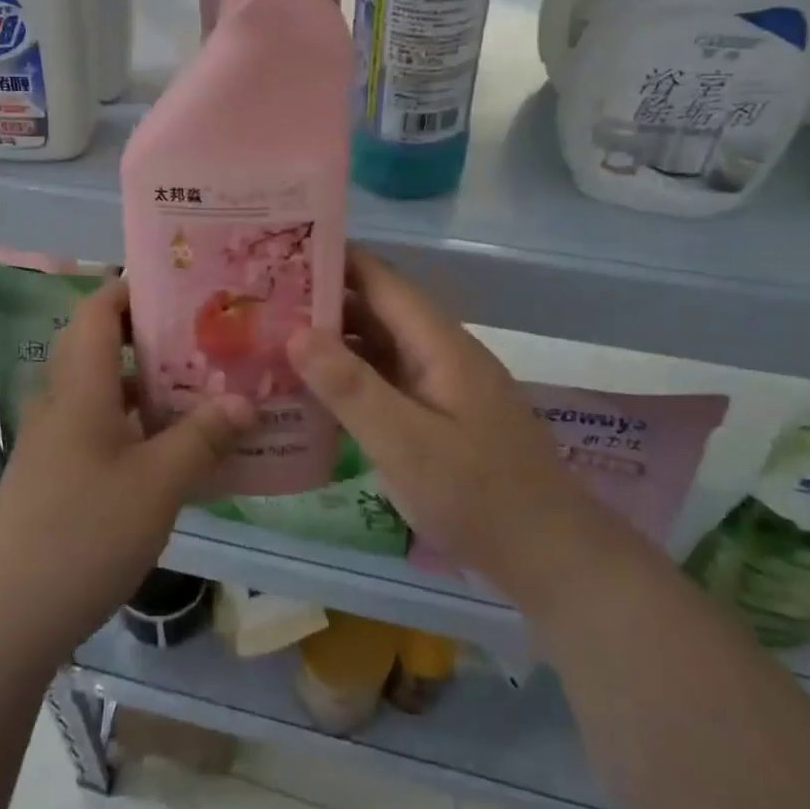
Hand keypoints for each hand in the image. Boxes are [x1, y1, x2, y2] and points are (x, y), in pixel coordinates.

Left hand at [0, 277, 254, 656]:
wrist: (8, 615)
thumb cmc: (84, 532)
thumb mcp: (158, 483)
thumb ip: (204, 437)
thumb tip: (246, 401)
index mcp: (81, 386)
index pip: (98, 309)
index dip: (134, 287)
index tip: (184, 287)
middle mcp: (63, 402)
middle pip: (106, 347)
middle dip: (157, 337)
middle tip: (212, 338)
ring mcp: (56, 441)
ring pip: (108, 392)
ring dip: (153, 386)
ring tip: (207, 389)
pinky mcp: (58, 475)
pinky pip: (103, 430)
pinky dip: (140, 426)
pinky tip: (178, 450)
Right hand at [288, 248, 594, 599]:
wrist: (550, 555)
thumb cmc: (477, 496)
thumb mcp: (405, 444)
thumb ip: (350, 387)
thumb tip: (296, 331)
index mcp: (438, 342)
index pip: (379, 279)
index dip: (332, 259)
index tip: (279, 252)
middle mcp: (440, 351)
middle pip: (375, 309)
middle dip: (321, 301)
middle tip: (259, 302)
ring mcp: (440, 382)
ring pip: (379, 345)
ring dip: (332, 340)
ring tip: (273, 340)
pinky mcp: (438, 412)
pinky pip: (386, 378)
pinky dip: (349, 376)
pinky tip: (313, 390)